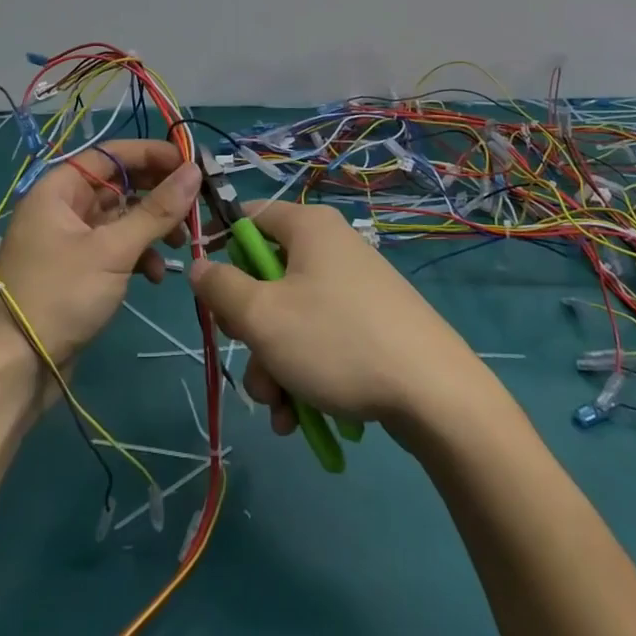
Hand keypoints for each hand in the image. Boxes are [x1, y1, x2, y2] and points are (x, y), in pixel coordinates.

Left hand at [0, 141, 200, 368]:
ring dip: (153, 228)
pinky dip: (139, 256)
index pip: (113, 154)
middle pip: (120, 185)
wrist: (15, 367)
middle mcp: (64, 206)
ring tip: (180, 245)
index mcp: (60, 188)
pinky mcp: (80, 269)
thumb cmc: (60, 295)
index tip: (191, 164)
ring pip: (122, 218)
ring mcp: (71, 239)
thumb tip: (194, 171)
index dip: (153, 154)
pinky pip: (116, 248)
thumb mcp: (113, 250)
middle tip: (194, 206)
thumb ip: (156, 210)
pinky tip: (156, 275)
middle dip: (158, 195)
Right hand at [188, 199, 480, 434]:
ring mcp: (355, 287)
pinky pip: (321, 338)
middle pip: (268, 278)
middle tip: (258, 371)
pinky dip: (305, 373)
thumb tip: (200, 266)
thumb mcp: (262, 317)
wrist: (436, 394)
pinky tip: (303, 417)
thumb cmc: (337, 341)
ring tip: (283, 411)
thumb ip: (220, 288)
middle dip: (252, 334)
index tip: (214, 294)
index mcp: (308, 226)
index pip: (248, 217)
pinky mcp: (372, 323)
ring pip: (291, 318)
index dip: (222, 251)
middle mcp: (332, 246)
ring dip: (275, 366)